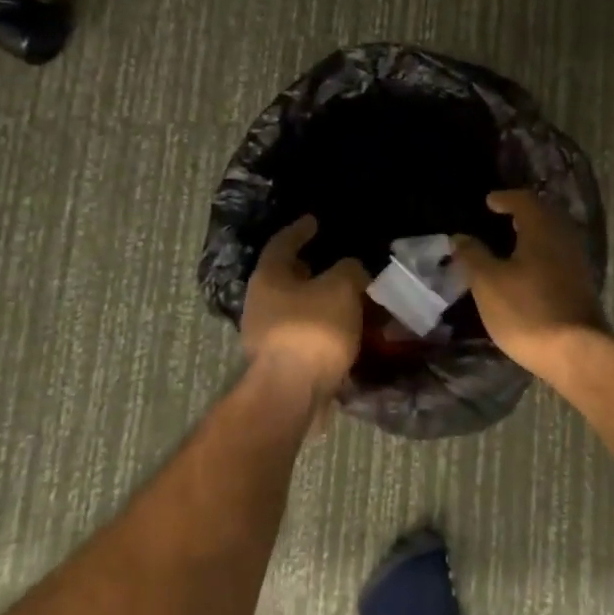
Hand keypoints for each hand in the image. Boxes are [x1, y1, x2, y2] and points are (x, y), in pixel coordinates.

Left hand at [242, 216, 369, 395]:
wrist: (293, 392)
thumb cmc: (313, 329)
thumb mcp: (341, 287)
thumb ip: (349, 270)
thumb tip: (351, 270)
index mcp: (269, 277)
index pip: (283, 243)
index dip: (300, 230)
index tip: (314, 222)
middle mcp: (261, 303)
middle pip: (288, 278)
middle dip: (313, 270)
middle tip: (338, 263)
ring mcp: (267, 334)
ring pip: (299, 308)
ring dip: (323, 302)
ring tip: (352, 300)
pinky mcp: (281, 361)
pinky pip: (307, 333)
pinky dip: (326, 327)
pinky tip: (348, 331)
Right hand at [454, 191, 601, 374]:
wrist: (574, 352)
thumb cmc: (525, 310)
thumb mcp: (487, 283)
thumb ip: (472, 255)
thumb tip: (459, 237)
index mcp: (542, 229)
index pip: (525, 200)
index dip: (505, 198)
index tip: (489, 202)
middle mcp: (565, 238)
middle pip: (545, 214)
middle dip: (523, 213)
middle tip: (503, 217)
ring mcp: (577, 262)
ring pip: (555, 235)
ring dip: (535, 233)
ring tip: (513, 242)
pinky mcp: (582, 285)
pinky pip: (560, 255)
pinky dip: (543, 252)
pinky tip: (529, 268)